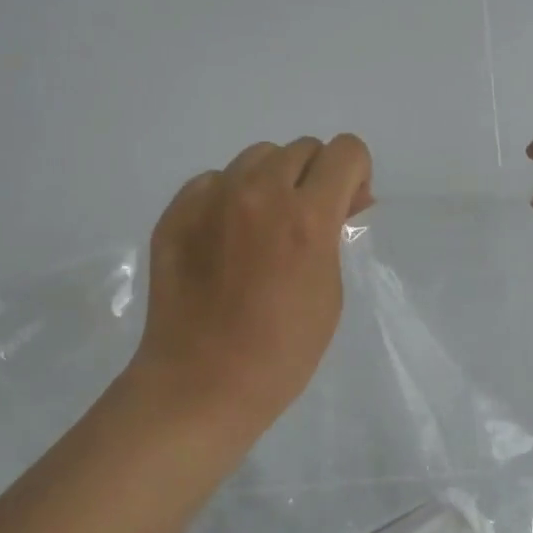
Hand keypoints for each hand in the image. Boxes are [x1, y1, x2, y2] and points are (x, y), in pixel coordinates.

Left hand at [128, 134, 372, 439]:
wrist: (202, 383)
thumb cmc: (283, 351)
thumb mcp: (331, 292)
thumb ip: (334, 235)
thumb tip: (337, 204)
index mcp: (307, 216)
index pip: (346, 151)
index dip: (355, 174)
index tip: (348, 205)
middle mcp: (260, 192)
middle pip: (301, 149)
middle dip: (314, 178)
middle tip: (306, 222)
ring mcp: (211, 198)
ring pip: (256, 158)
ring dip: (272, 181)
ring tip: (263, 228)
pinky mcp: (176, 212)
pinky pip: (214, 181)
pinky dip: (229, 198)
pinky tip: (225, 240)